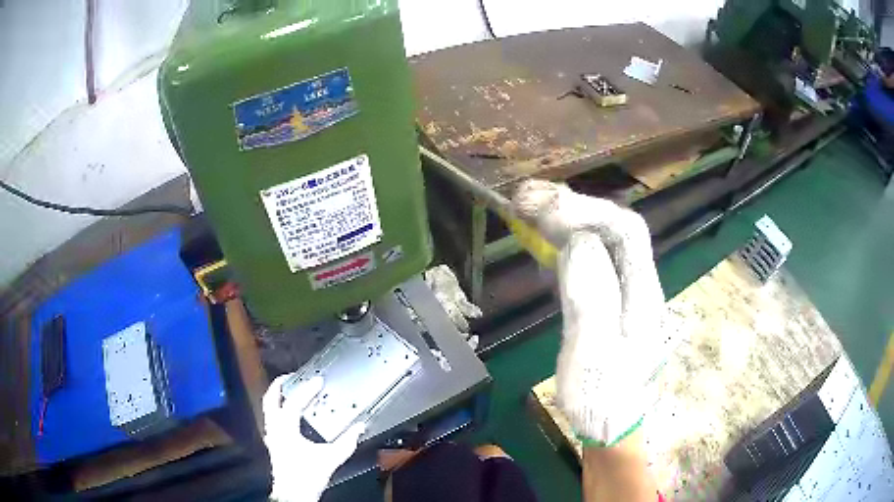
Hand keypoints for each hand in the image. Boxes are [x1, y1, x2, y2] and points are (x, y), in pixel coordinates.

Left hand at [263, 375, 365, 501]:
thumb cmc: (307, 477)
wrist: (293, 494)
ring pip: (268, 409)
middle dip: (279, 385)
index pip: (294, 402)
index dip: (306, 389)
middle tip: (291, 376)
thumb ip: (346, 443)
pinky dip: (279, 410)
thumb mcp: (330, 459)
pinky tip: (291, 415)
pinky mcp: (273, 443)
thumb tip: (358, 428)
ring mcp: (271, 436)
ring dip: (278, 397)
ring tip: (289, 390)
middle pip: (270, 400)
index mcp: (285, 429)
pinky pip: (272, 419)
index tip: (318, 381)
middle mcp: (274, 429)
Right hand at [513, 180, 665, 445]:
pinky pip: (589, 261)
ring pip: (600, 242)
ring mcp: (624, 293)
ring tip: (528, 209)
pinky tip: (543, 244)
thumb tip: (578, 243)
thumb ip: (591, 295)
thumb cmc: (602, 396)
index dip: (587, 210)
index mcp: (642, 293)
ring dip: (566, 221)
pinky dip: (564, 244)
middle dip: (572, 207)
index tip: (544, 209)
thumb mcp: (594, 351)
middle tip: (526, 198)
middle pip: (613, 230)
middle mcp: (638, 284)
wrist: (610, 426)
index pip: (625, 231)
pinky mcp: (608, 303)